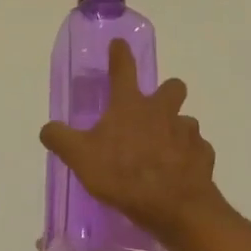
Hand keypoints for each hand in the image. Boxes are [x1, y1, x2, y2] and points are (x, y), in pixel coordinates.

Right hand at [39, 39, 221, 240]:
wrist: (173, 206)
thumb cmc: (122, 174)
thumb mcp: (79, 157)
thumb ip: (60, 139)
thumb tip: (48, 128)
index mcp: (130, 106)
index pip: (123, 70)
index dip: (120, 55)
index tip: (119, 44)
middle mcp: (162, 112)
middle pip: (172, 87)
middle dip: (166, 91)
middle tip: (152, 109)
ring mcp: (187, 133)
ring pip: (185, 122)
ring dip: (175, 130)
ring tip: (162, 152)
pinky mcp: (203, 156)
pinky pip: (196, 150)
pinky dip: (188, 158)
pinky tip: (178, 173)